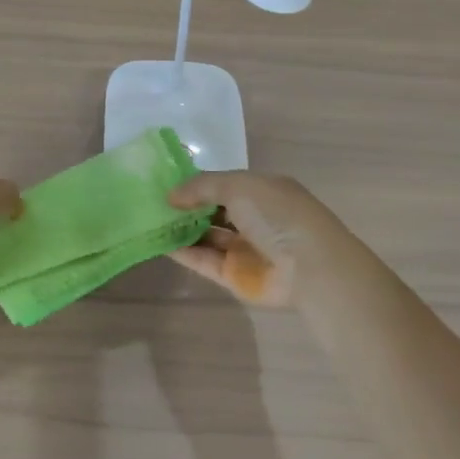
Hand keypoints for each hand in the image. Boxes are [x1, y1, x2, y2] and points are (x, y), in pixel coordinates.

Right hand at [167, 171, 352, 306]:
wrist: (310, 268)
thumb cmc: (278, 216)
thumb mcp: (239, 186)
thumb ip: (202, 187)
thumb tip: (171, 195)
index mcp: (262, 191)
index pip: (223, 184)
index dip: (196, 183)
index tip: (165, 182)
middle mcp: (254, 218)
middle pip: (213, 210)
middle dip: (186, 206)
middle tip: (150, 201)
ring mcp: (245, 248)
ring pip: (207, 236)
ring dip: (182, 228)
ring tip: (148, 220)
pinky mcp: (235, 276)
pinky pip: (205, 261)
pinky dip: (184, 252)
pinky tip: (159, 242)